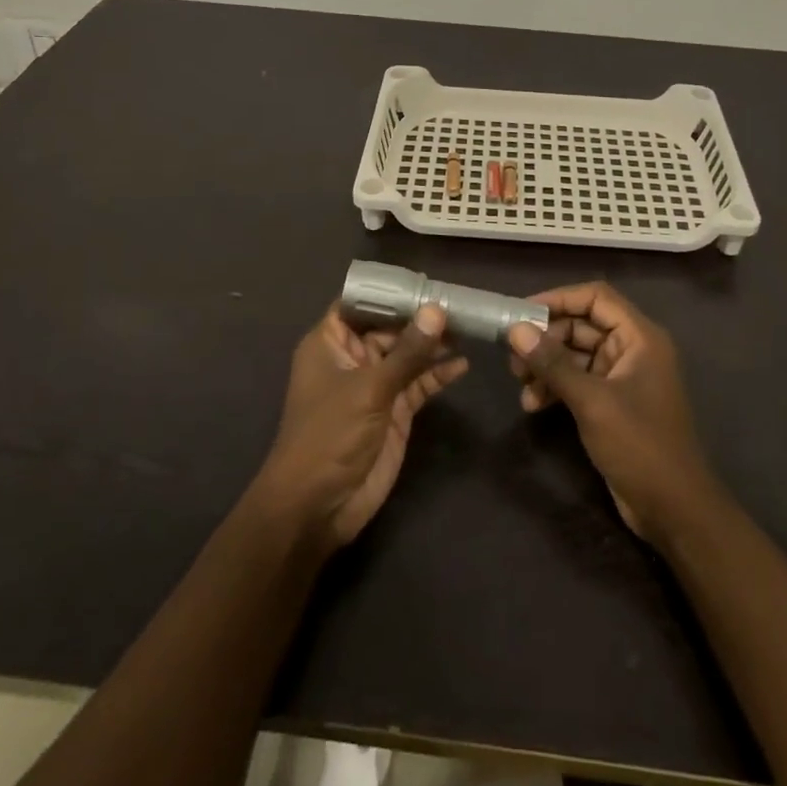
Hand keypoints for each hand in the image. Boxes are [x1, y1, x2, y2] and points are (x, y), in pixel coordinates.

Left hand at [256, 303, 467, 554]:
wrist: (318, 506)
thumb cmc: (330, 435)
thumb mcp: (369, 388)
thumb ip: (407, 352)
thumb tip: (437, 310)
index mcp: (330, 342)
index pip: (359, 303)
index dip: (388, 291)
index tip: (423, 278)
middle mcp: (352, 358)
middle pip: (390, 326)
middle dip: (420, 316)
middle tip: (459, 302)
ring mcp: (374, 385)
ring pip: (408, 354)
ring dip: (434, 343)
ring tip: (468, 327)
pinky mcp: (394, 411)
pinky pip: (418, 383)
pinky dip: (438, 374)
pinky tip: (462, 364)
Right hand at [508, 283, 719, 543]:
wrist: (674, 510)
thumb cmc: (639, 445)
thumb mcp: (592, 401)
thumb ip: (553, 363)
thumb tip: (515, 330)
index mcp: (640, 337)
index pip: (596, 297)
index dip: (559, 298)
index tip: (522, 311)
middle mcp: (633, 350)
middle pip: (583, 325)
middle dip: (546, 338)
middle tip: (513, 355)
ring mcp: (623, 378)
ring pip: (577, 355)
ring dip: (547, 365)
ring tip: (519, 382)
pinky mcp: (613, 403)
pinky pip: (579, 381)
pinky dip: (556, 387)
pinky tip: (533, 404)